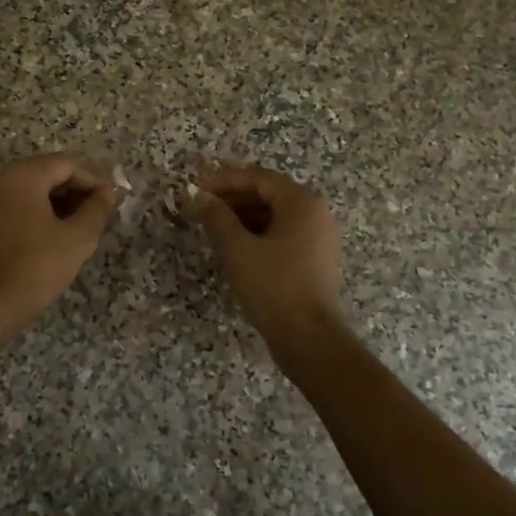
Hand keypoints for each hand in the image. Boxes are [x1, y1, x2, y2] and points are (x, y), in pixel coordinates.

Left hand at [0, 153, 117, 332]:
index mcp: (23, 175)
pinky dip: (39, 213)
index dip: (94, 179)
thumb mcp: (78, 238)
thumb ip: (97, 209)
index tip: (113, 199)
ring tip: (82, 225)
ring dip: (59, 202)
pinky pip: (17, 205)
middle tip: (100, 212)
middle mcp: (1, 179)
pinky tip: (56, 235)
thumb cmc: (37, 266)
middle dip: (76, 190)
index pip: (66, 164)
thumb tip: (108, 193)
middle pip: (47, 173)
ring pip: (32, 190)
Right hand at [193, 164, 343, 338]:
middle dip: (232, 199)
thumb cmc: (272, 285)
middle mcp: (316, 213)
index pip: (258, 178)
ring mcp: (319, 238)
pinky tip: (234, 247)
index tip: (196, 190)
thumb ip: (216, 216)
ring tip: (212, 227)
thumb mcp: (237, 248)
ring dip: (242, 217)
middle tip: (201, 209)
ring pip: (274, 216)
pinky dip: (257, 234)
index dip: (224, 181)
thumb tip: (199, 196)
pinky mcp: (315, 260)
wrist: (308, 337)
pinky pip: (282, 235)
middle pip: (268, 195)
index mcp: (302, 203)